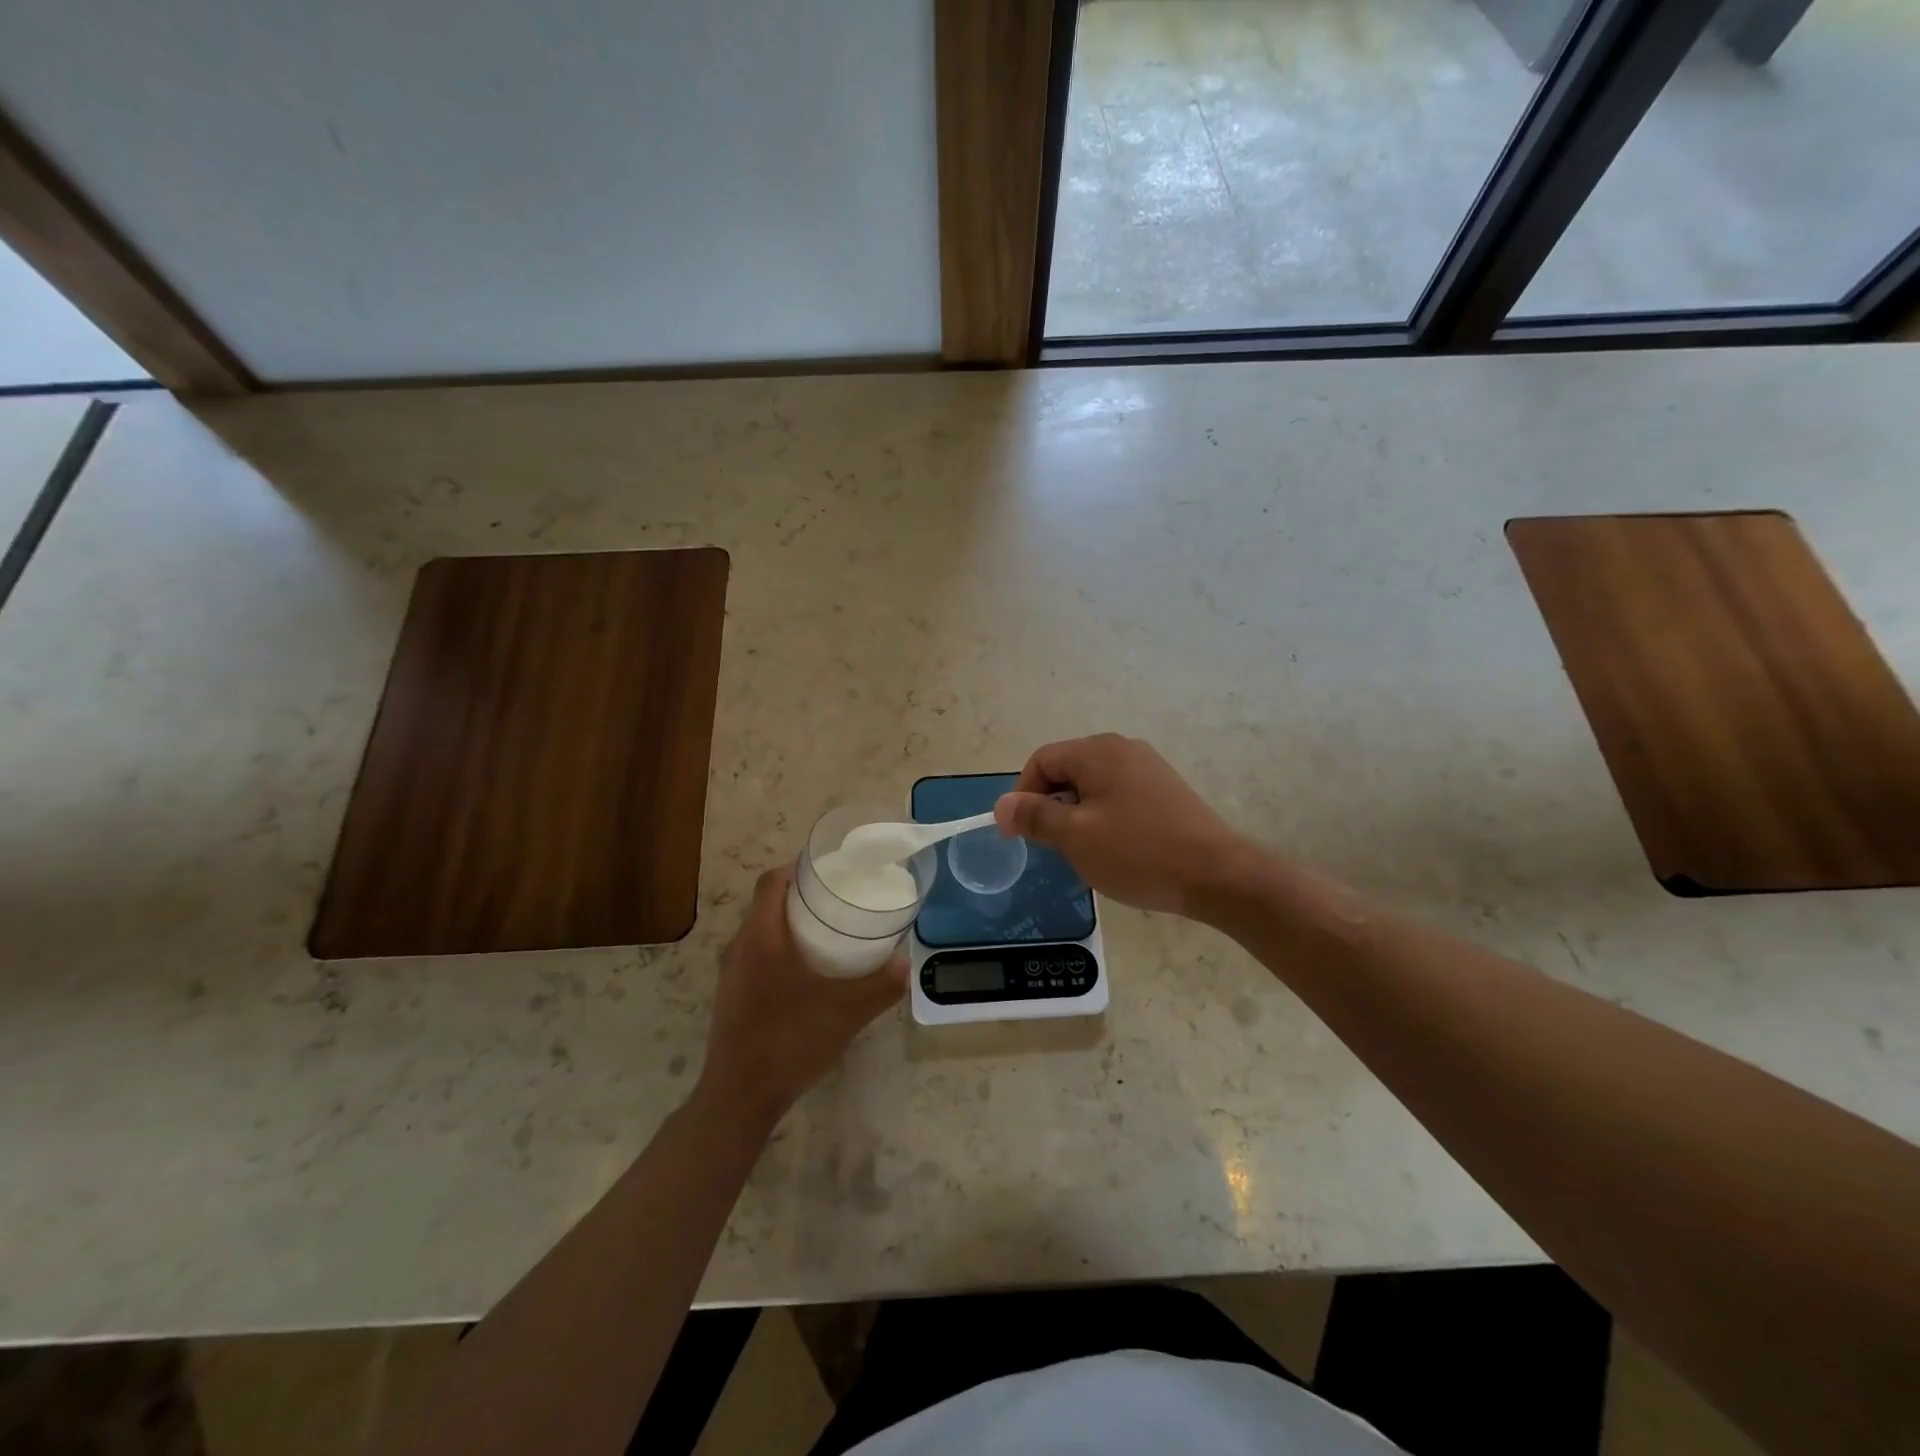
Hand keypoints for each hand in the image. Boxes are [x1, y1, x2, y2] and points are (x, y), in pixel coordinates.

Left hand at [697, 867, 906, 1129]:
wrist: (739, 1098)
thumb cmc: (790, 1041)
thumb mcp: (846, 1012)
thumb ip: (881, 986)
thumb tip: (905, 963)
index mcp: (761, 937)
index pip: (771, 882)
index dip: (798, 868)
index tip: (830, 871)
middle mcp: (739, 947)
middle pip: (766, 903)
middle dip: (801, 896)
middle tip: (839, 901)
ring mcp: (731, 974)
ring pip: (760, 931)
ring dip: (789, 924)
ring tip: (827, 934)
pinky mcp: (731, 996)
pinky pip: (755, 956)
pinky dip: (779, 950)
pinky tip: (806, 975)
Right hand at [994, 734, 1250, 915]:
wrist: (1217, 875)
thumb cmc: (1139, 853)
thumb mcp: (1076, 837)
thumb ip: (1034, 816)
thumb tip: (1002, 805)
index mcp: (1098, 751)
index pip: (1041, 761)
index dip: (1022, 795)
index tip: (1021, 835)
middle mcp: (1122, 748)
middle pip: (1067, 770)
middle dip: (1051, 807)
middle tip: (1054, 847)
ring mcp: (1148, 768)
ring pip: (1092, 786)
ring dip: (1077, 816)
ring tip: (1085, 852)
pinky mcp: (1165, 790)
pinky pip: (1118, 796)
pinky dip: (1104, 818)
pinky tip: (1116, 849)